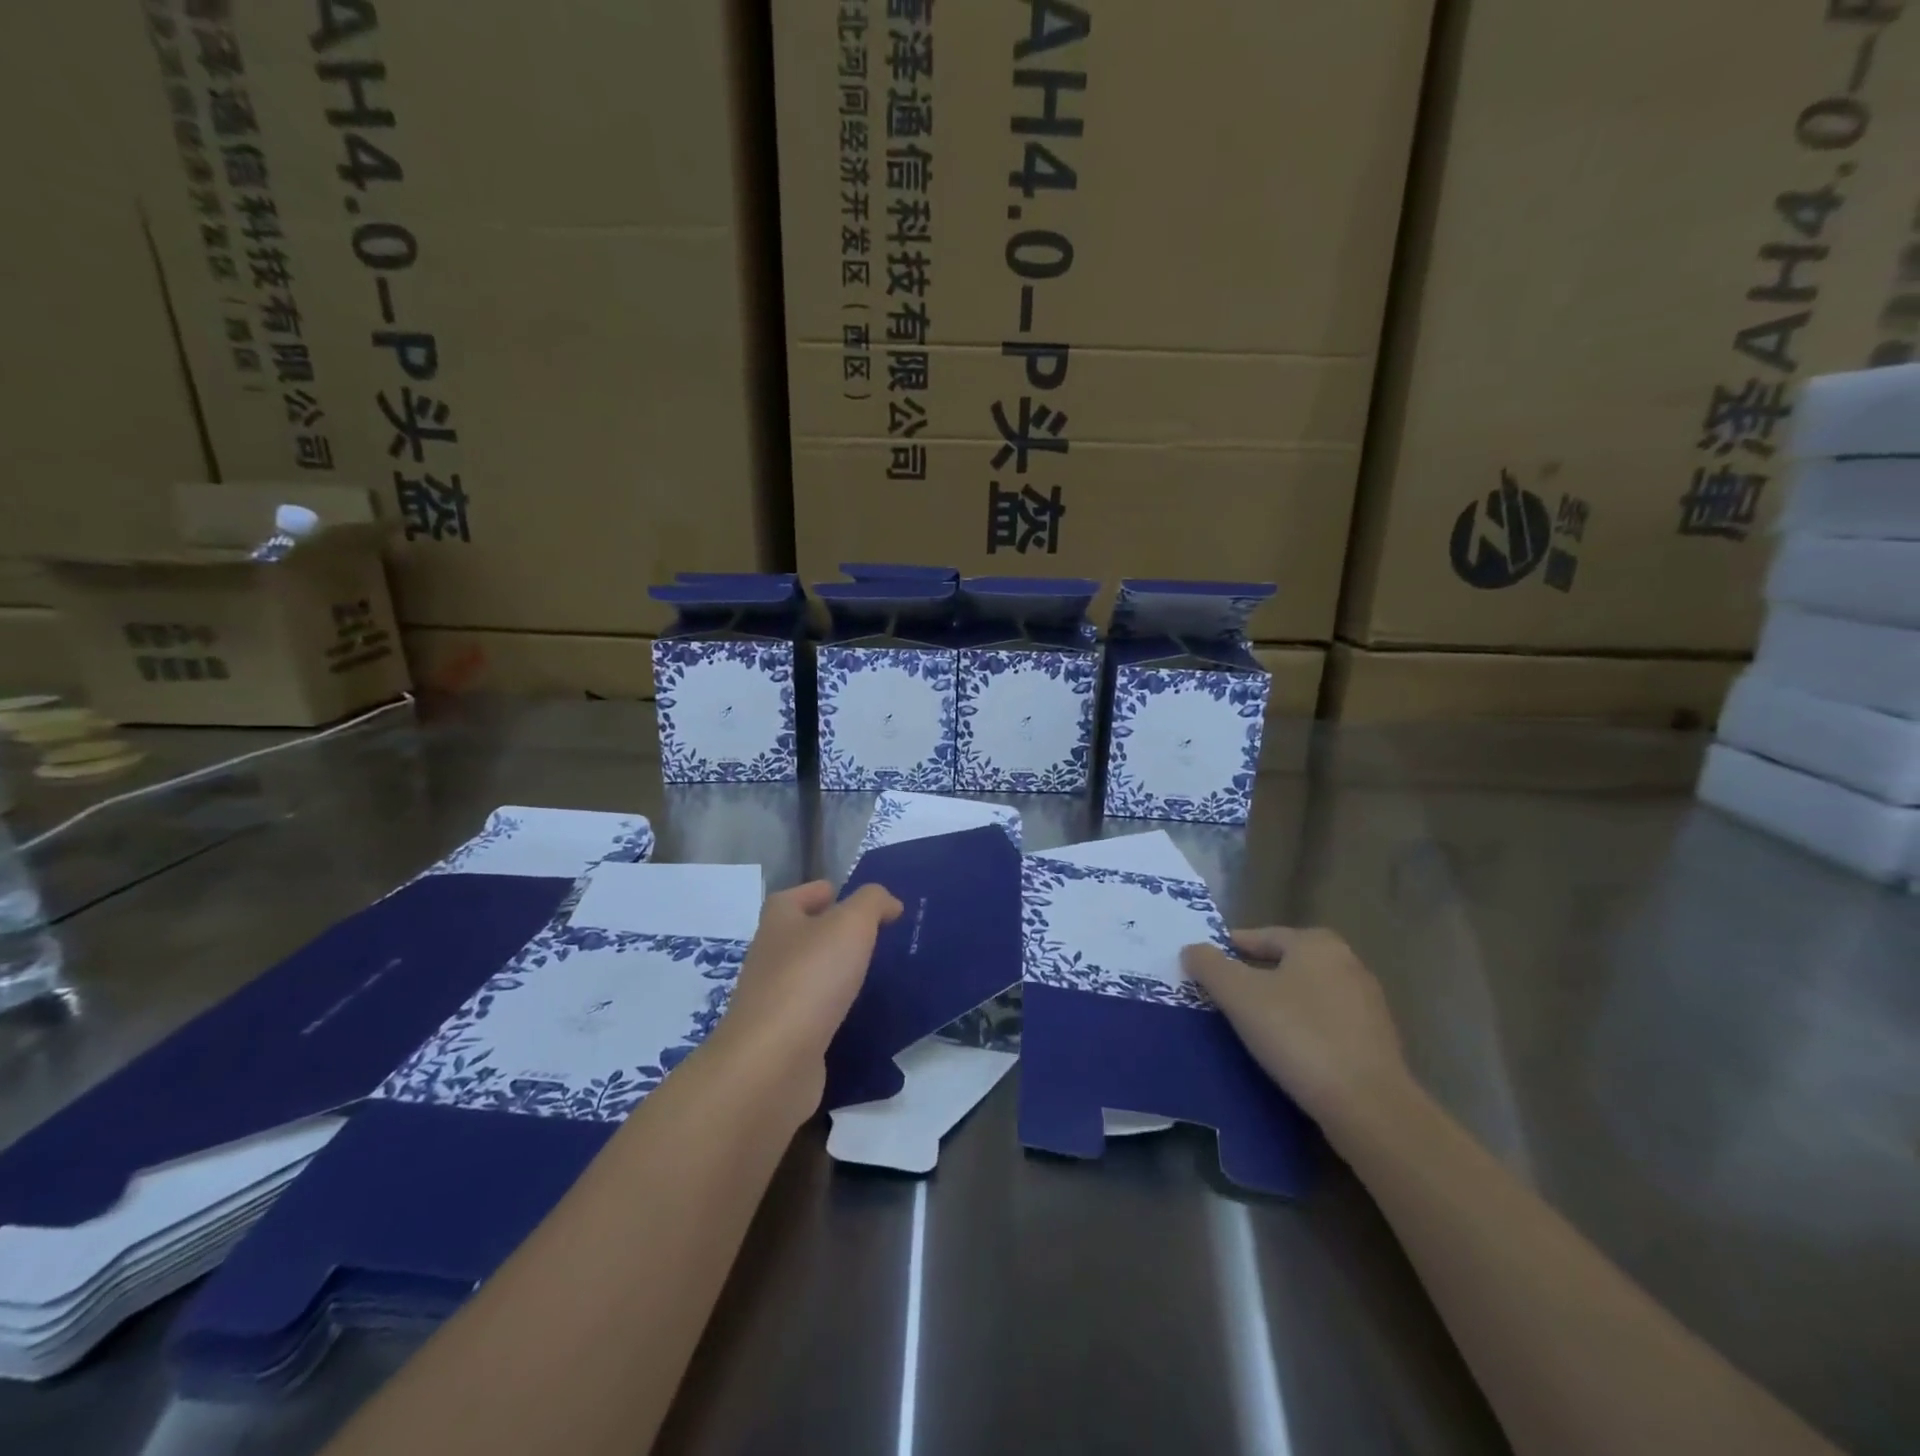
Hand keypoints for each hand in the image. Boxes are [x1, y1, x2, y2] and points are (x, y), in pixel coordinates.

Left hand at [709, 881, 902, 1105]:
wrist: (772, 1062)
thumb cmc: (810, 978)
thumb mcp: (851, 924)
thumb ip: (872, 903)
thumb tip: (888, 902)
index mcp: (779, 921)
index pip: (795, 896)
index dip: (821, 892)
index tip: (852, 898)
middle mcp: (769, 956)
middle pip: (800, 934)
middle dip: (830, 932)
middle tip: (872, 935)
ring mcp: (772, 999)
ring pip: (806, 975)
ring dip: (832, 972)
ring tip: (869, 973)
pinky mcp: (782, 1037)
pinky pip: (811, 1013)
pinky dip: (831, 1009)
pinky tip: (855, 1014)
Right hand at [1180, 927, 1408, 1131]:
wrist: (1368, 1106)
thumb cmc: (1298, 1035)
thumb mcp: (1239, 995)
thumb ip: (1209, 966)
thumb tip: (1192, 950)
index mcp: (1316, 943)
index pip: (1260, 936)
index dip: (1228, 950)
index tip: (1204, 968)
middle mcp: (1347, 963)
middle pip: (1285, 963)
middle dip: (1253, 977)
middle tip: (1221, 997)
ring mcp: (1366, 1003)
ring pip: (1305, 994)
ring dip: (1278, 1005)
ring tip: (1248, 1026)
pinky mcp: (1376, 1041)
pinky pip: (1325, 1023)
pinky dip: (1301, 1029)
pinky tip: (1285, 1051)